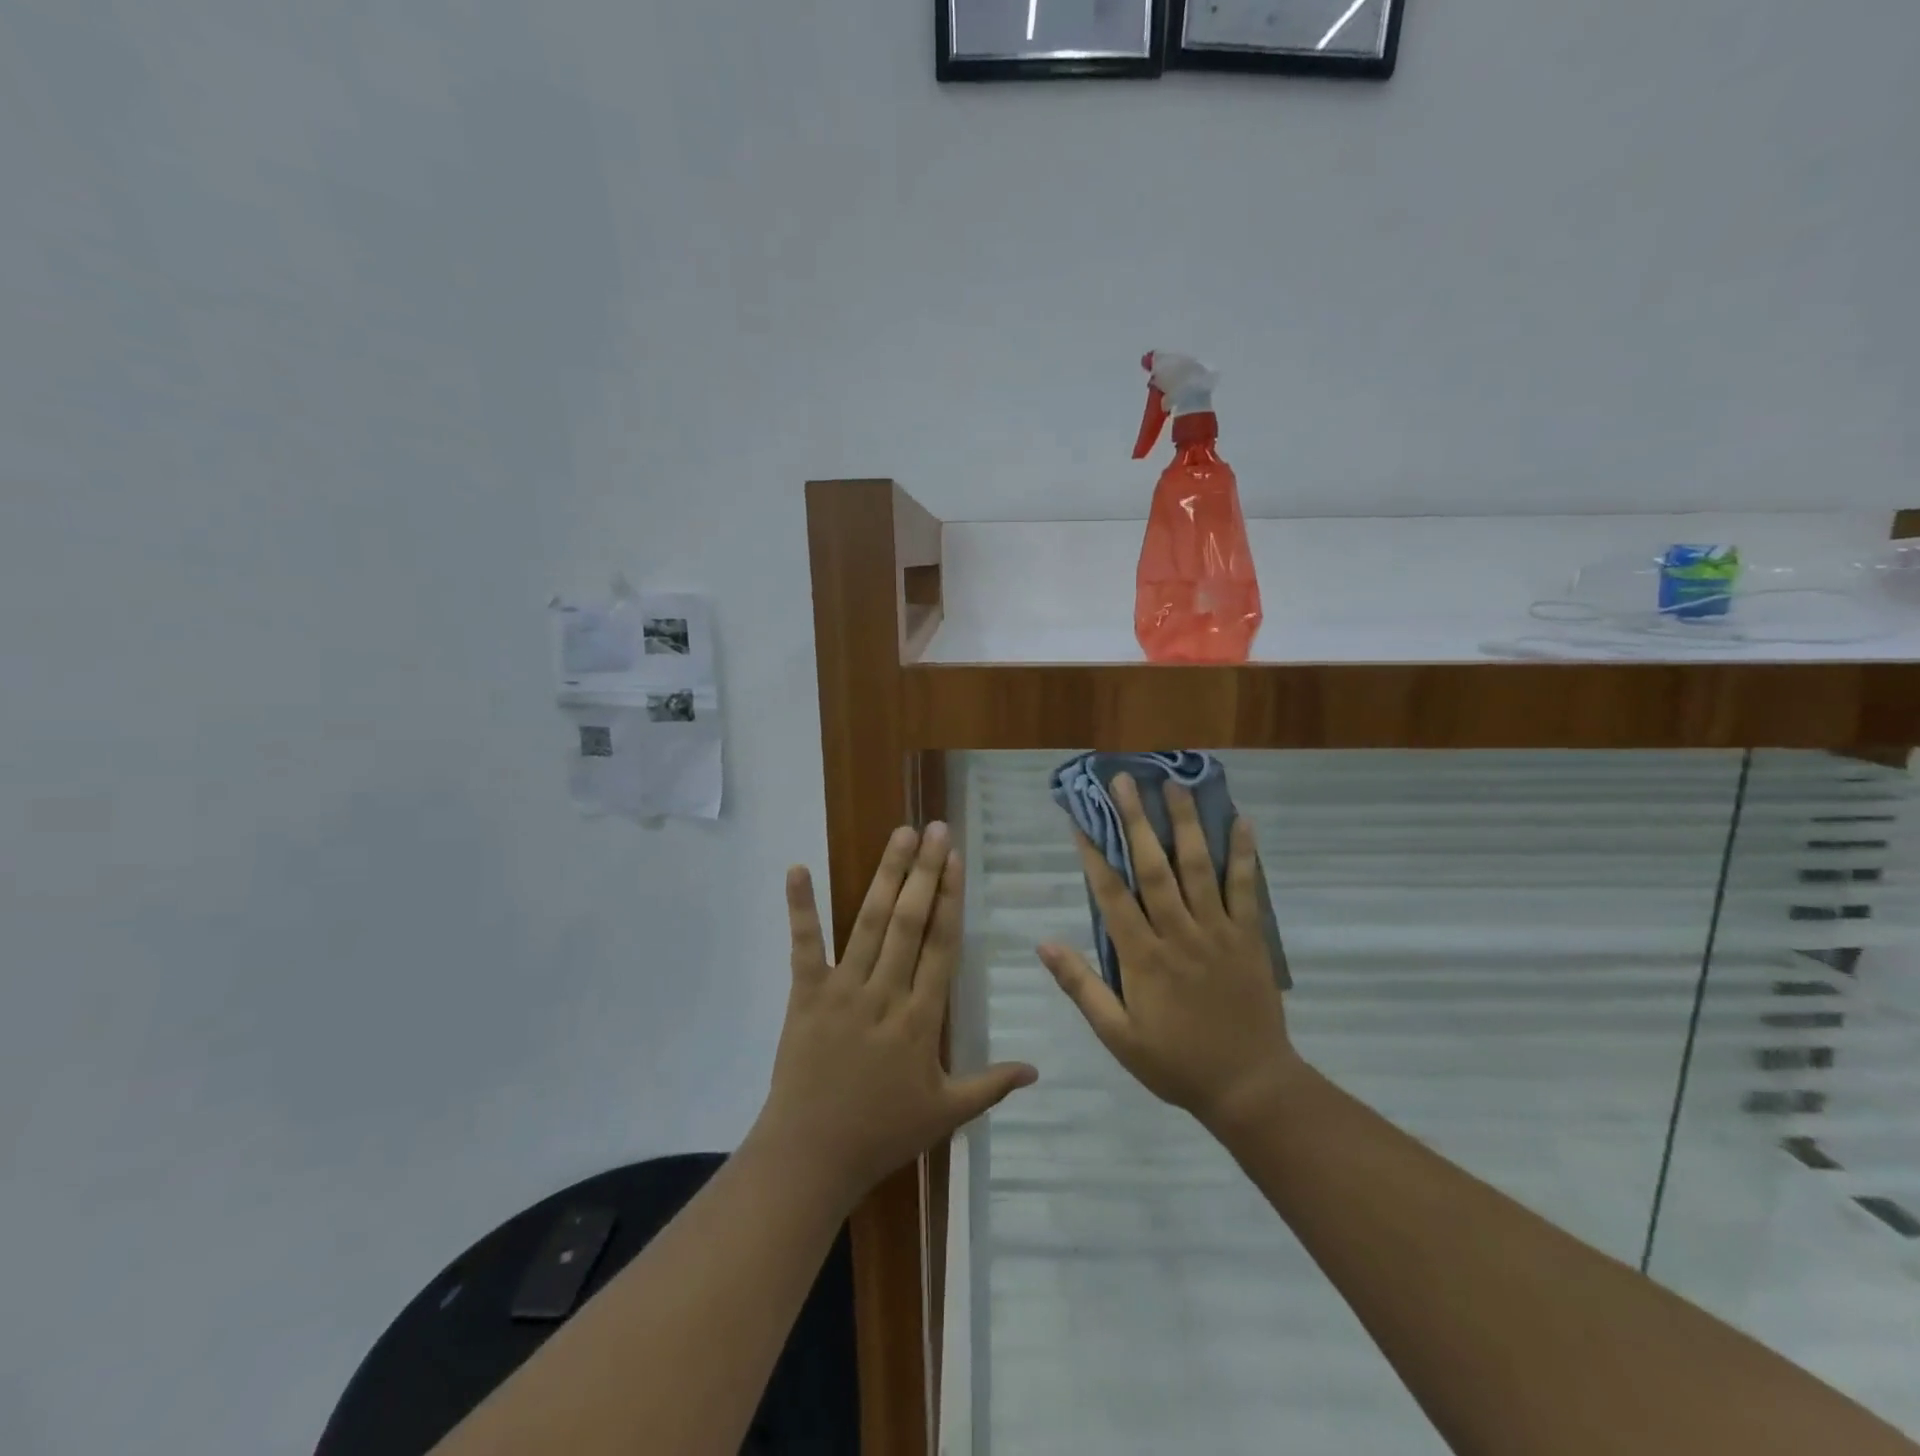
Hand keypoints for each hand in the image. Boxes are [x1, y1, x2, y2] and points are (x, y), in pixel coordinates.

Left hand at [753, 823, 1036, 1203]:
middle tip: (935, 828)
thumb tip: (1037, 1070)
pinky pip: (804, 946)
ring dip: (886, 875)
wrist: (811, 1156)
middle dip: (925, 872)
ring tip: (900, 835)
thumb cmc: (882, 1133)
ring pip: (868, 922)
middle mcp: (885, 992)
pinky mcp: (805, 994)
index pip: (941, 945)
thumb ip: (991, 1086)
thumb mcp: (945, 1114)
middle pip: (909, 921)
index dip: (950, 898)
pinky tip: (797, 868)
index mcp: (920, 1018)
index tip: (956, 859)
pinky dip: (800, 906)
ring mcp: (842, 989)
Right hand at [1038, 775, 1300, 1128]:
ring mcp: (1217, 931)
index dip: (1094, 854)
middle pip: (1153, 867)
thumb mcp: (1117, 1035)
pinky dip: (1242, 854)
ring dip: (1185, 823)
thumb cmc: (1175, 1062)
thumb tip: (1044, 944)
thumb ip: (1081, 986)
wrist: (1249, 1087)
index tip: (1082, 820)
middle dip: (1136, 821)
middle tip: (1125, 782)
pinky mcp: (1249, 937)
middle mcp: (1178, 933)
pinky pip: (1246, 888)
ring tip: (1174, 785)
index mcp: (1143, 957)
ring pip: (1198, 867)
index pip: (1112, 894)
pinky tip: (1241, 821)